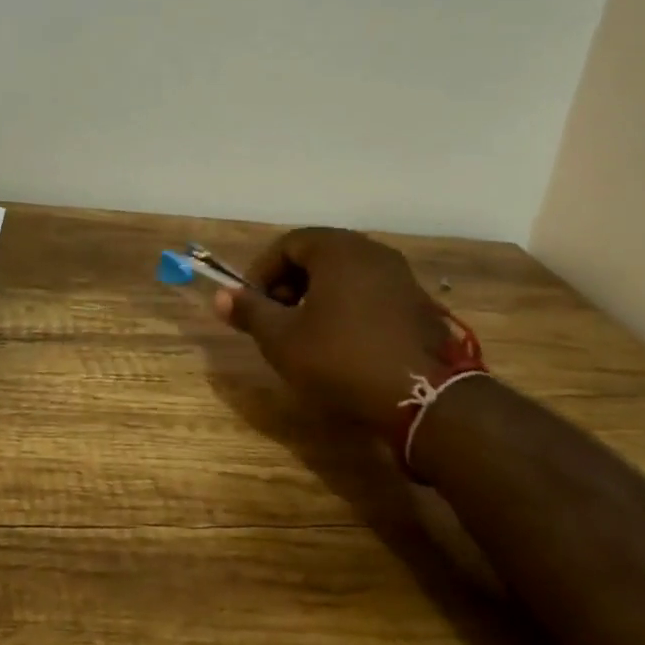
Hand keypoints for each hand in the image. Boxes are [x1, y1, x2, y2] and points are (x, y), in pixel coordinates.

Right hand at [215, 228, 450, 438]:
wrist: (424, 400)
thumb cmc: (341, 359)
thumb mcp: (282, 339)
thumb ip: (250, 312)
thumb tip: (221, 296)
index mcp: (337, 249)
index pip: (287, 244)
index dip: (261, 272)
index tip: (250, 304)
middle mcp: (371, 252)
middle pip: (317, 256)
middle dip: (288, 284)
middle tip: (274, 319)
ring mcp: (400, 277)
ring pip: (344, 275)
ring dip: (316, 297)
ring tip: (303, 334)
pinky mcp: (417, 305)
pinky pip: (369, 293)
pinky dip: (346, 308)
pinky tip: (340, 344)